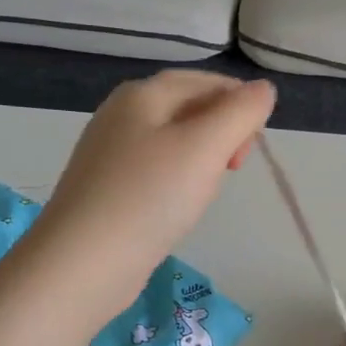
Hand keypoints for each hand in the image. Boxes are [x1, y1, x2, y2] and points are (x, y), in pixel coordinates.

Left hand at [29, 72, 276, 314]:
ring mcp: (109, 154)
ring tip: (208, 191)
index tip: (256, 142)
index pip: (204, 81)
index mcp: (142, 94)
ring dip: (202, 160)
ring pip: (174, 143)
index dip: (239, 103)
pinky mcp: (106, 189)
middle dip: (222, 133)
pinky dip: (178, 182)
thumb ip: (241, 112)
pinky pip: (155, 172)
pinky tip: (179, 208)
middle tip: (235, 168)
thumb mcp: (206, 147)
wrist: (82, 264)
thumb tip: (263, 89)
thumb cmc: (149, 197)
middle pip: (188, 109)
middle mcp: (121, 115)